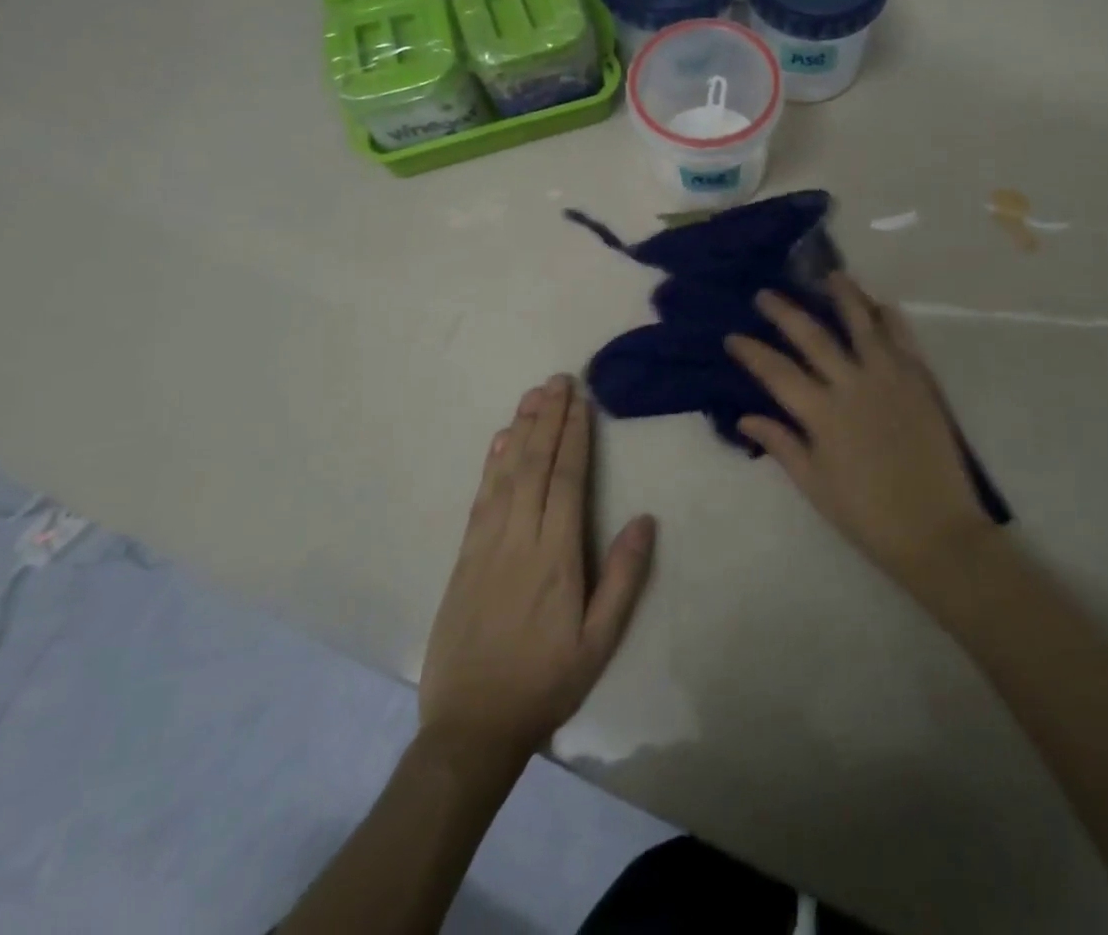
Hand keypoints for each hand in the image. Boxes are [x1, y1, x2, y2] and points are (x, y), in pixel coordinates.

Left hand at [419, 375, 655, 763]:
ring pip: (505, 475)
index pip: (567, 481)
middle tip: (558, 380)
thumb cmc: (545, 683)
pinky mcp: (463, 557)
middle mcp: (519, 539)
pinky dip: (490, 464)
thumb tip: (644, 519)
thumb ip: (623, 578)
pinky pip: (480, 499)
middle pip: (535, 466)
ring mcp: (486, 546)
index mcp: (556, 557)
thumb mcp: (599, 642)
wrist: (470, 728)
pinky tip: (498, 441)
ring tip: (532, 395)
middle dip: (548, 419)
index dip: (574, 437)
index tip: (580, 401)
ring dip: (520, 431)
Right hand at [725, 275, 996, 594]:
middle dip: (785, 312)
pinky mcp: (920, 381)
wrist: (936, 530)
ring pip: (863, 324)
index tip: (732, 336)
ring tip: (830, 275)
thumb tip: (745, 417)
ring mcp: (890, 378)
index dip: (751, 351)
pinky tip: (879, 304)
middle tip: (766, 294)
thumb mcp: (815, 485)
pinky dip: (890, 317)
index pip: (776, 372)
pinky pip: (903, 338)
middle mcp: (853, 385)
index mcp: (822, 414)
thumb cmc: (867, 514)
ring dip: (845, 296)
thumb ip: (782, 445)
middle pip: (813, 337)